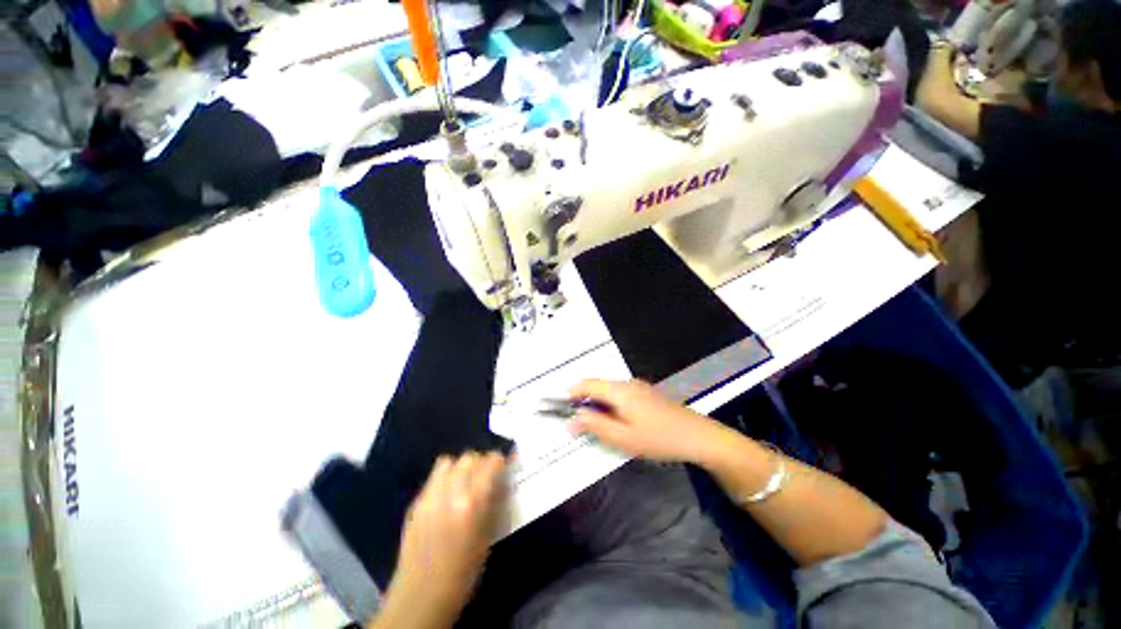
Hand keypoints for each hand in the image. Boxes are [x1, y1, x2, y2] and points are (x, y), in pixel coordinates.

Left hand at [379, 452, 508, 628]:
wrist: (422, 596)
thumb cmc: (464, 571)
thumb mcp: (488, 536)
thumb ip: (494, 502)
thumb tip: (501, 480)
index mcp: (474, 502)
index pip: (490, 462)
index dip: (499, 460)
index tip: (503, 465)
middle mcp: (451, 492)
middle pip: (469, 457)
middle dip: (480, 461)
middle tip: (485, 475)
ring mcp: (430, 496)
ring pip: (448, 461)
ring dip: (460, 466)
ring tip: (464, 480)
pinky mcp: (415, 503)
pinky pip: (433, 477)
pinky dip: (444, 477)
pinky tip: (447, 494)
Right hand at [568, 379, 727, 462]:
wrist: (698, 436)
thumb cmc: (659, 438)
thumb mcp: (623, 438)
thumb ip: (596, 426)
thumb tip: (572, 419)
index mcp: (619, 390)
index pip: (587, 384)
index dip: (571, 393)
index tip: (559, 406)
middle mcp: (627, 383)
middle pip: (597, 385)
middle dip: (583, 400)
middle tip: (576, 421)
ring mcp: (638, 386)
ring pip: (609, 390)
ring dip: (597, 403)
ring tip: (594, 424)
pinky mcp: (646, 393)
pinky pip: (620, 394)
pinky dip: (610, 404)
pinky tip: (615, 421)